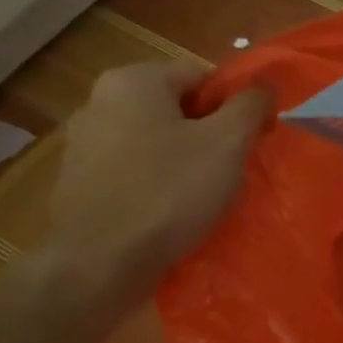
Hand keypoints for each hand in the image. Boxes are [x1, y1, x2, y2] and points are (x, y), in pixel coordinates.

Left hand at [40, 61, 269, 319]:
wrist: (99, 264)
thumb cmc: (169, 193)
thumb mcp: (227, 144)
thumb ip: (250, 106)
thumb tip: (265, 83)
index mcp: (133, 81)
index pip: (202, 77)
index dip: (235, 108)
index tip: (250, 142)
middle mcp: (98, 101)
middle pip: (176, 109)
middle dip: (209, 135)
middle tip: (232, 170)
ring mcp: (82, 144)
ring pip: (155, 142)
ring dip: (184, 161)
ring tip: (204, 196)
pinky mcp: (77, 183)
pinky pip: (132, 172)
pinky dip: (156, 184)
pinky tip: (171, 213)